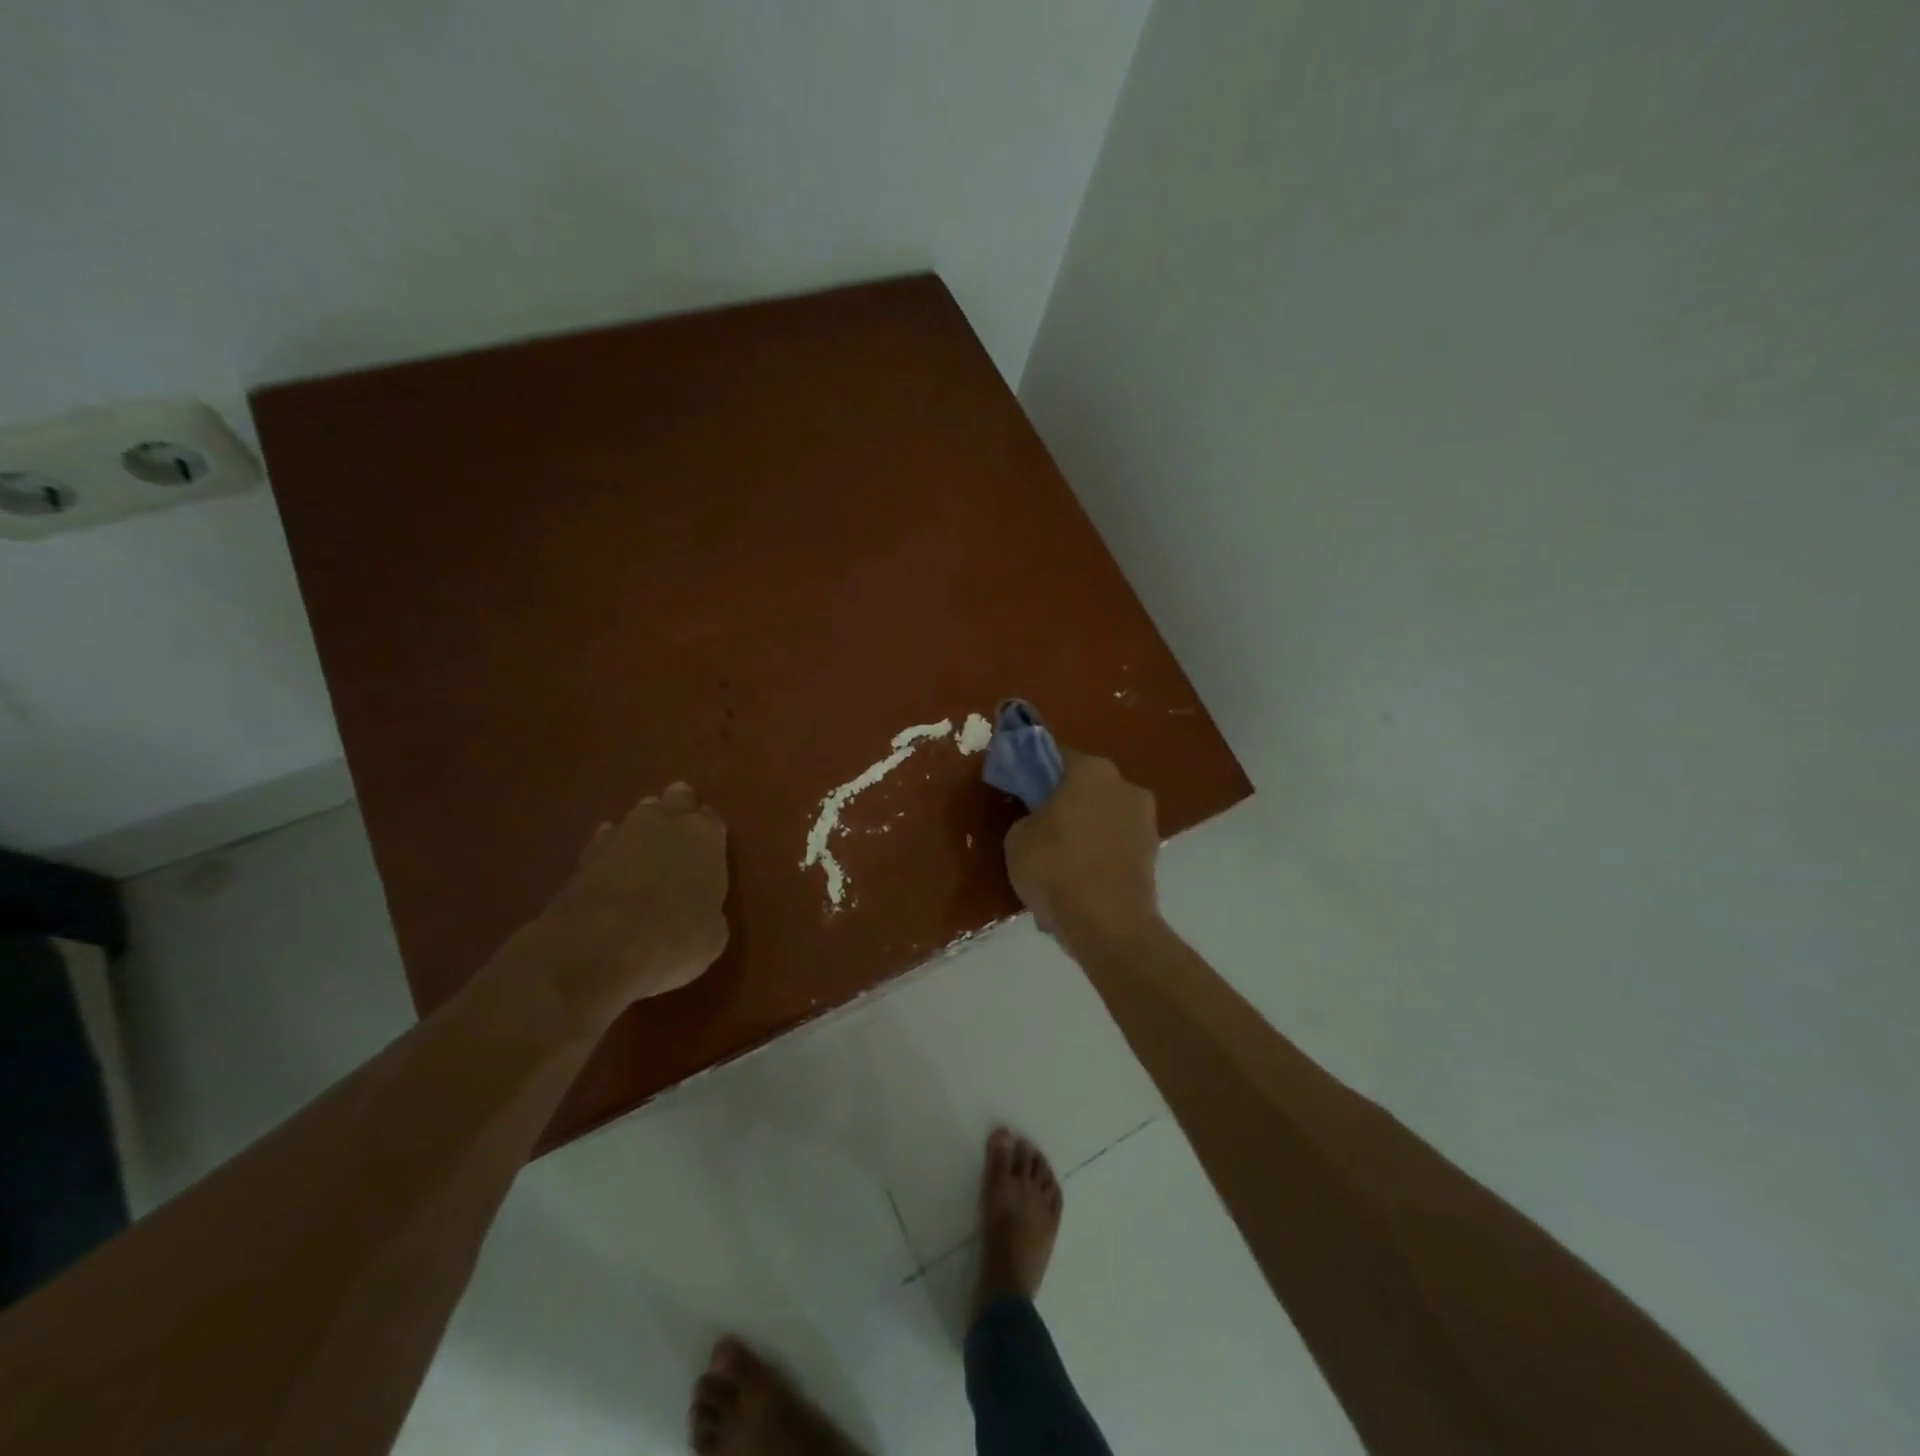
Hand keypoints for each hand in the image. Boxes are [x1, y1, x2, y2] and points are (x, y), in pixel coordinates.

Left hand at [537, 782, 729, 1010]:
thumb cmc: (675, 939)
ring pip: (637, 817)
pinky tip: (611, 874)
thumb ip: (708, 906)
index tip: (707, 851)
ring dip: (642, 833)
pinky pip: (605, 842)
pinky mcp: (583, 854)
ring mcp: (620, 833)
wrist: (598, 951)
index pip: (710, 819)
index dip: (708, 834)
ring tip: (643, 860)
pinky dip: (610, 854)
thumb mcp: (712, 933)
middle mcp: (664, 822)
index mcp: (704, 835)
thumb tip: (697, 906)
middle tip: (676, 841)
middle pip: (674, 799)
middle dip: (676, 813)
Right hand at [1004, 751, 1161, 959]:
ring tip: (1062, 862)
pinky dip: (1101, 854)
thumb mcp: (1018, 838)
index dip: (1034, 771)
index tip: (1020, 789)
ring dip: (1087, 828)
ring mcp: (1146, 820)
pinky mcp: (1154, 853)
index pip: (1055, 756)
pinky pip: (1117, 844)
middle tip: (1039, 827)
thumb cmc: (1056, 868)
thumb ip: (1028, 816)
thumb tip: (1039, 819)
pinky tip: (1082, 879)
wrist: (1108, 925)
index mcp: (1091, 770)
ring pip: (1105, 815)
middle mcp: (1125, 785)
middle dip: (1065, 801)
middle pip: (1086, 785)